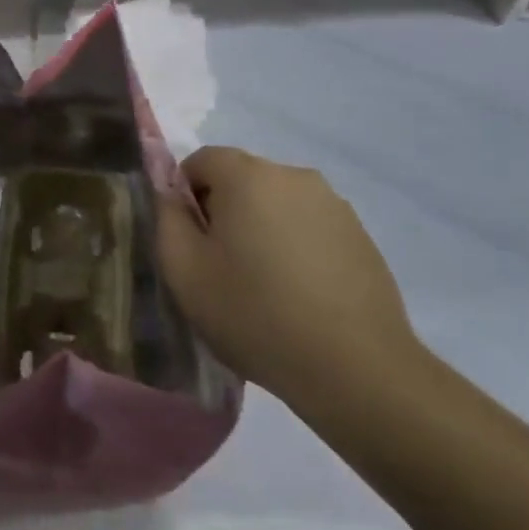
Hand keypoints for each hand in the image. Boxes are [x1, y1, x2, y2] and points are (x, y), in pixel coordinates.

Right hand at [155, 146, 418, 406]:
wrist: (356, 368)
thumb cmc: (254, 314)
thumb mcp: (184, 271)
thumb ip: (167, 218)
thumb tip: (170, 193)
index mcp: (248, 176)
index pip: (201, 160)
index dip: (185, 196)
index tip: (190, 242)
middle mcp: (294, 176)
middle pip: (241, 179)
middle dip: (223, 212)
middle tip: (220, 267)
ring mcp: (334, 204)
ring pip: (277, 204)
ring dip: (261, 229)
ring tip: (263, 285)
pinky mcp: (361, 235)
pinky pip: (310, 227)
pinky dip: (295, 247)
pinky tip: (299, 295)